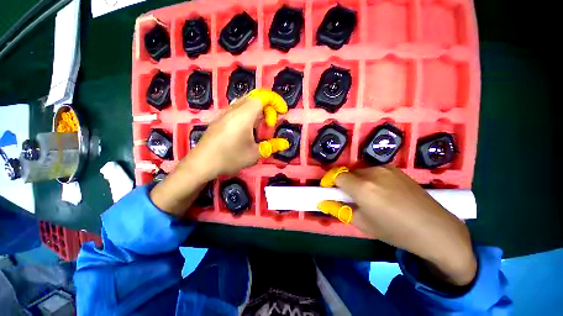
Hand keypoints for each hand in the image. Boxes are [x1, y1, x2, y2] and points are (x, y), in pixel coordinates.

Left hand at [151, 90, 286, 216]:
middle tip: (270, 124)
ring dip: (257, 111)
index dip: (276, 101)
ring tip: (260, 128)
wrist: (201, 164)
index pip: (263, 96)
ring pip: (245, 103)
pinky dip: (248, 115)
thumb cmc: (230, 157)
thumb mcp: (254, 154)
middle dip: (268, 108)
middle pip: (255, 98)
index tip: (283, 112)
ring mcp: (225, 113)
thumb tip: (285, 143)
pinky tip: (247, 130)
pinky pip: (237, 109)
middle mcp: (234, 109)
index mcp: (244, 114)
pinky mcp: (219, 119)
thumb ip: (271, 146)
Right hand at [322, 166, 476, 286]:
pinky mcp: (396, 169)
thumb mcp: (363, 224)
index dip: (329, 181)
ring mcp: (386, 168)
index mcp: (363, 187)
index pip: (336, 175)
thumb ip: (340, 210)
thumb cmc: (396, 231)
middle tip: (349, 197)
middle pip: (348, 172)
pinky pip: (374, 171)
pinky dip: (370, 179)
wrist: (436, 229)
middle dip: (343, 183)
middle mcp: (372, 172)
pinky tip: (382, 192)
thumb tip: (323, 203)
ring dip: (357, 180)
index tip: (328, 190)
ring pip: (360, 171)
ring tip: (368, 196)